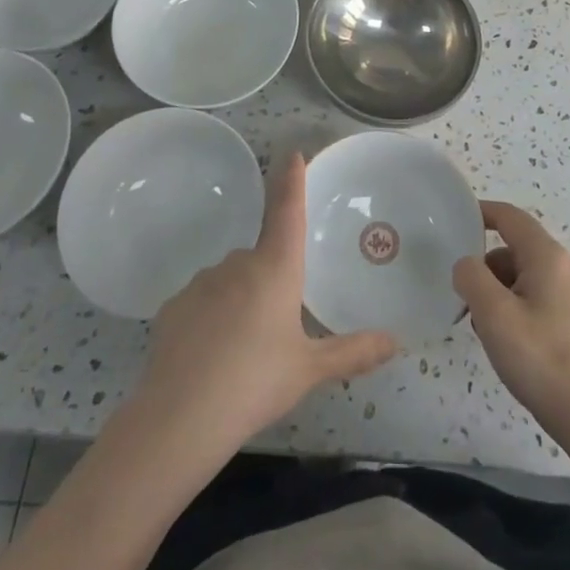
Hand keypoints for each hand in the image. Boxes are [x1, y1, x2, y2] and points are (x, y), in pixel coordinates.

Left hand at [135, 152, 397, 457]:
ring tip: (243, 351)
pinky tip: (210, 356)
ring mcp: (201, 282)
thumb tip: (396, 342)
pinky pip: (201, 303)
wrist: (181, 417)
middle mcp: (238, 264)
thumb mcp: (310, 369)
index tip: (292, 153)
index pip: (287, 211)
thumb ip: (353, 352)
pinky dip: (210, 319)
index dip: (292, 180)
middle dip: (270, 281)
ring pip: (230, 281)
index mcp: (276, 268)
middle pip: (261, 258)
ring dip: (240, 301)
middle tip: (276, 329)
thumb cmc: (256, 383)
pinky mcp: (173, 306)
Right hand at [454, 201, 569, 456]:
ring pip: (527, 278)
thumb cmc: (542, 359)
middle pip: (517, 249)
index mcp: (547, 256)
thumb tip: (467, 265)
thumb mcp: (494, 315)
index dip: (482, 212)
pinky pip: (540, 299)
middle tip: (464, 295)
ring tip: (484, 327)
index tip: (457, 219)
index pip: (510, 217)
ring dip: (500, 291)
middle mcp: (566, 267)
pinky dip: (517, 308)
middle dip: (487, 266)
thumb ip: (471, 278)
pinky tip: (509, 343)